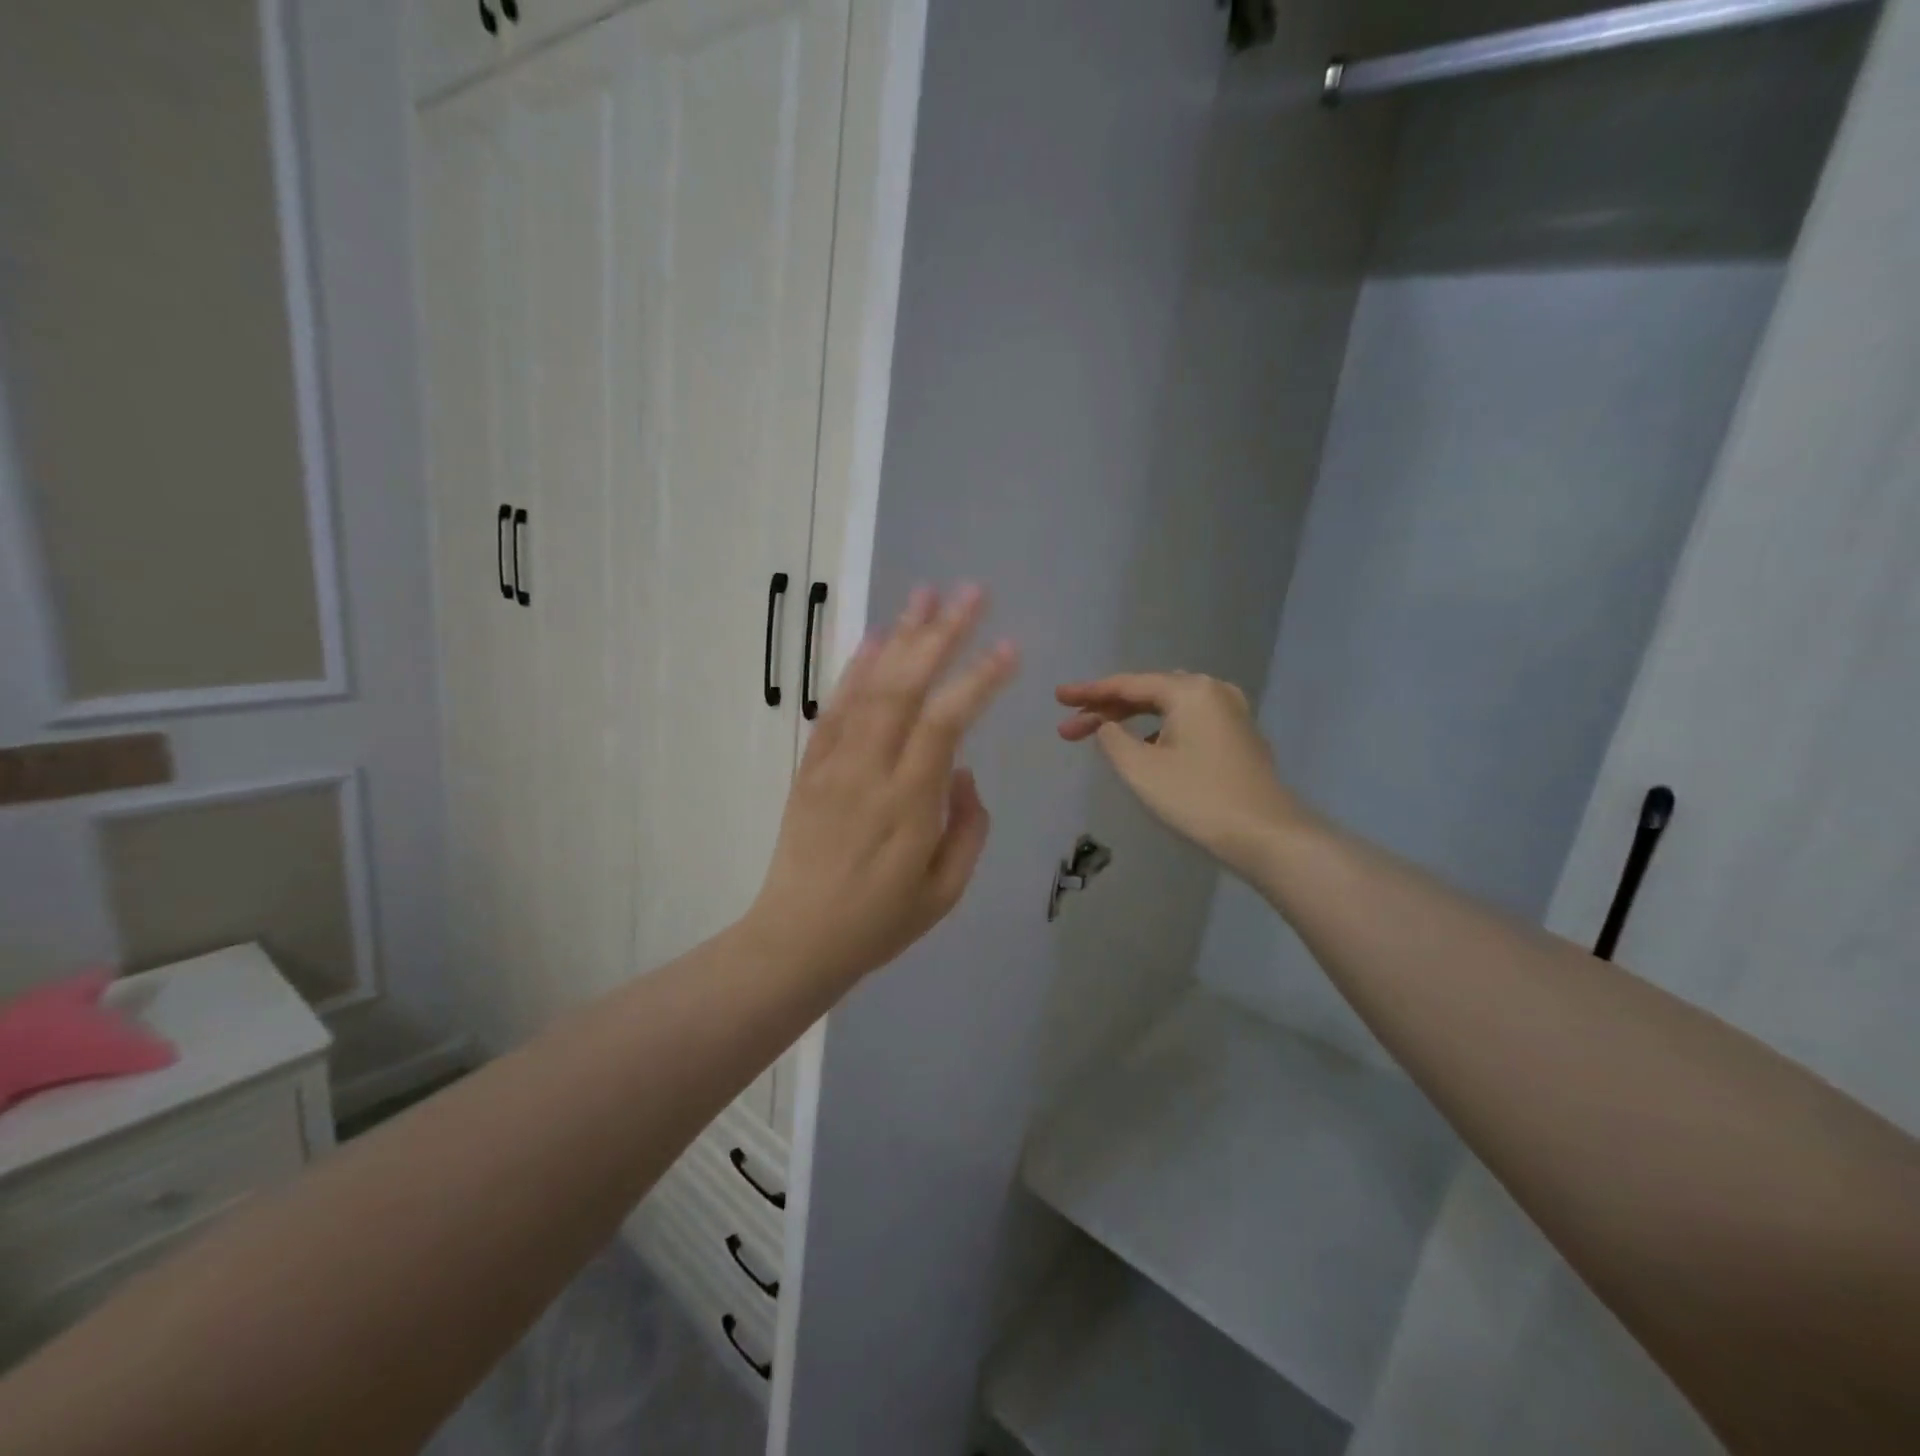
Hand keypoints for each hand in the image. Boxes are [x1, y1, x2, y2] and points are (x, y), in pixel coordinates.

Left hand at [748, 585, 1019, 990]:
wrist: (796, 940)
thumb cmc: (879, 923)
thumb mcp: (945, 891)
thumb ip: (968, 827)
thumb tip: (963, 772)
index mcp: (909, 803)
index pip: (947, 722)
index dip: (979, 679)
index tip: (1009, 646)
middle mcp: (870, 771)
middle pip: (906, 687)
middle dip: (942, 634)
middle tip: (971, 592)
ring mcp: (834, 765)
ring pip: (869, 687)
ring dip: (899, 636)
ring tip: (925, 593)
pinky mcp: (810, 768)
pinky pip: (833, 709)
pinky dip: (854, 670)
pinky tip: (873, 639)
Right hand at [1056, 672, 1302, 878]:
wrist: (1268, 836)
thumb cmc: (1198, 799)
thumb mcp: (1141, 770)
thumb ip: (1113, 739)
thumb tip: (1108, 726)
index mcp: (1190, 690)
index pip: (1127, 685)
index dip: (1088, 692)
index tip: (1057, 697)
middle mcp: (1213, 691)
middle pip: (1148, 693)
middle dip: (1106, 709)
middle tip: (1070, 726)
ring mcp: (1231, 713)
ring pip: (1168, 708)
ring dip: (1132, 720)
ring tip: (1099, 736)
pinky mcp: (1238, 737)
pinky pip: (1186, 722)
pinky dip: (1158, 730)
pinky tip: (1142, 748)